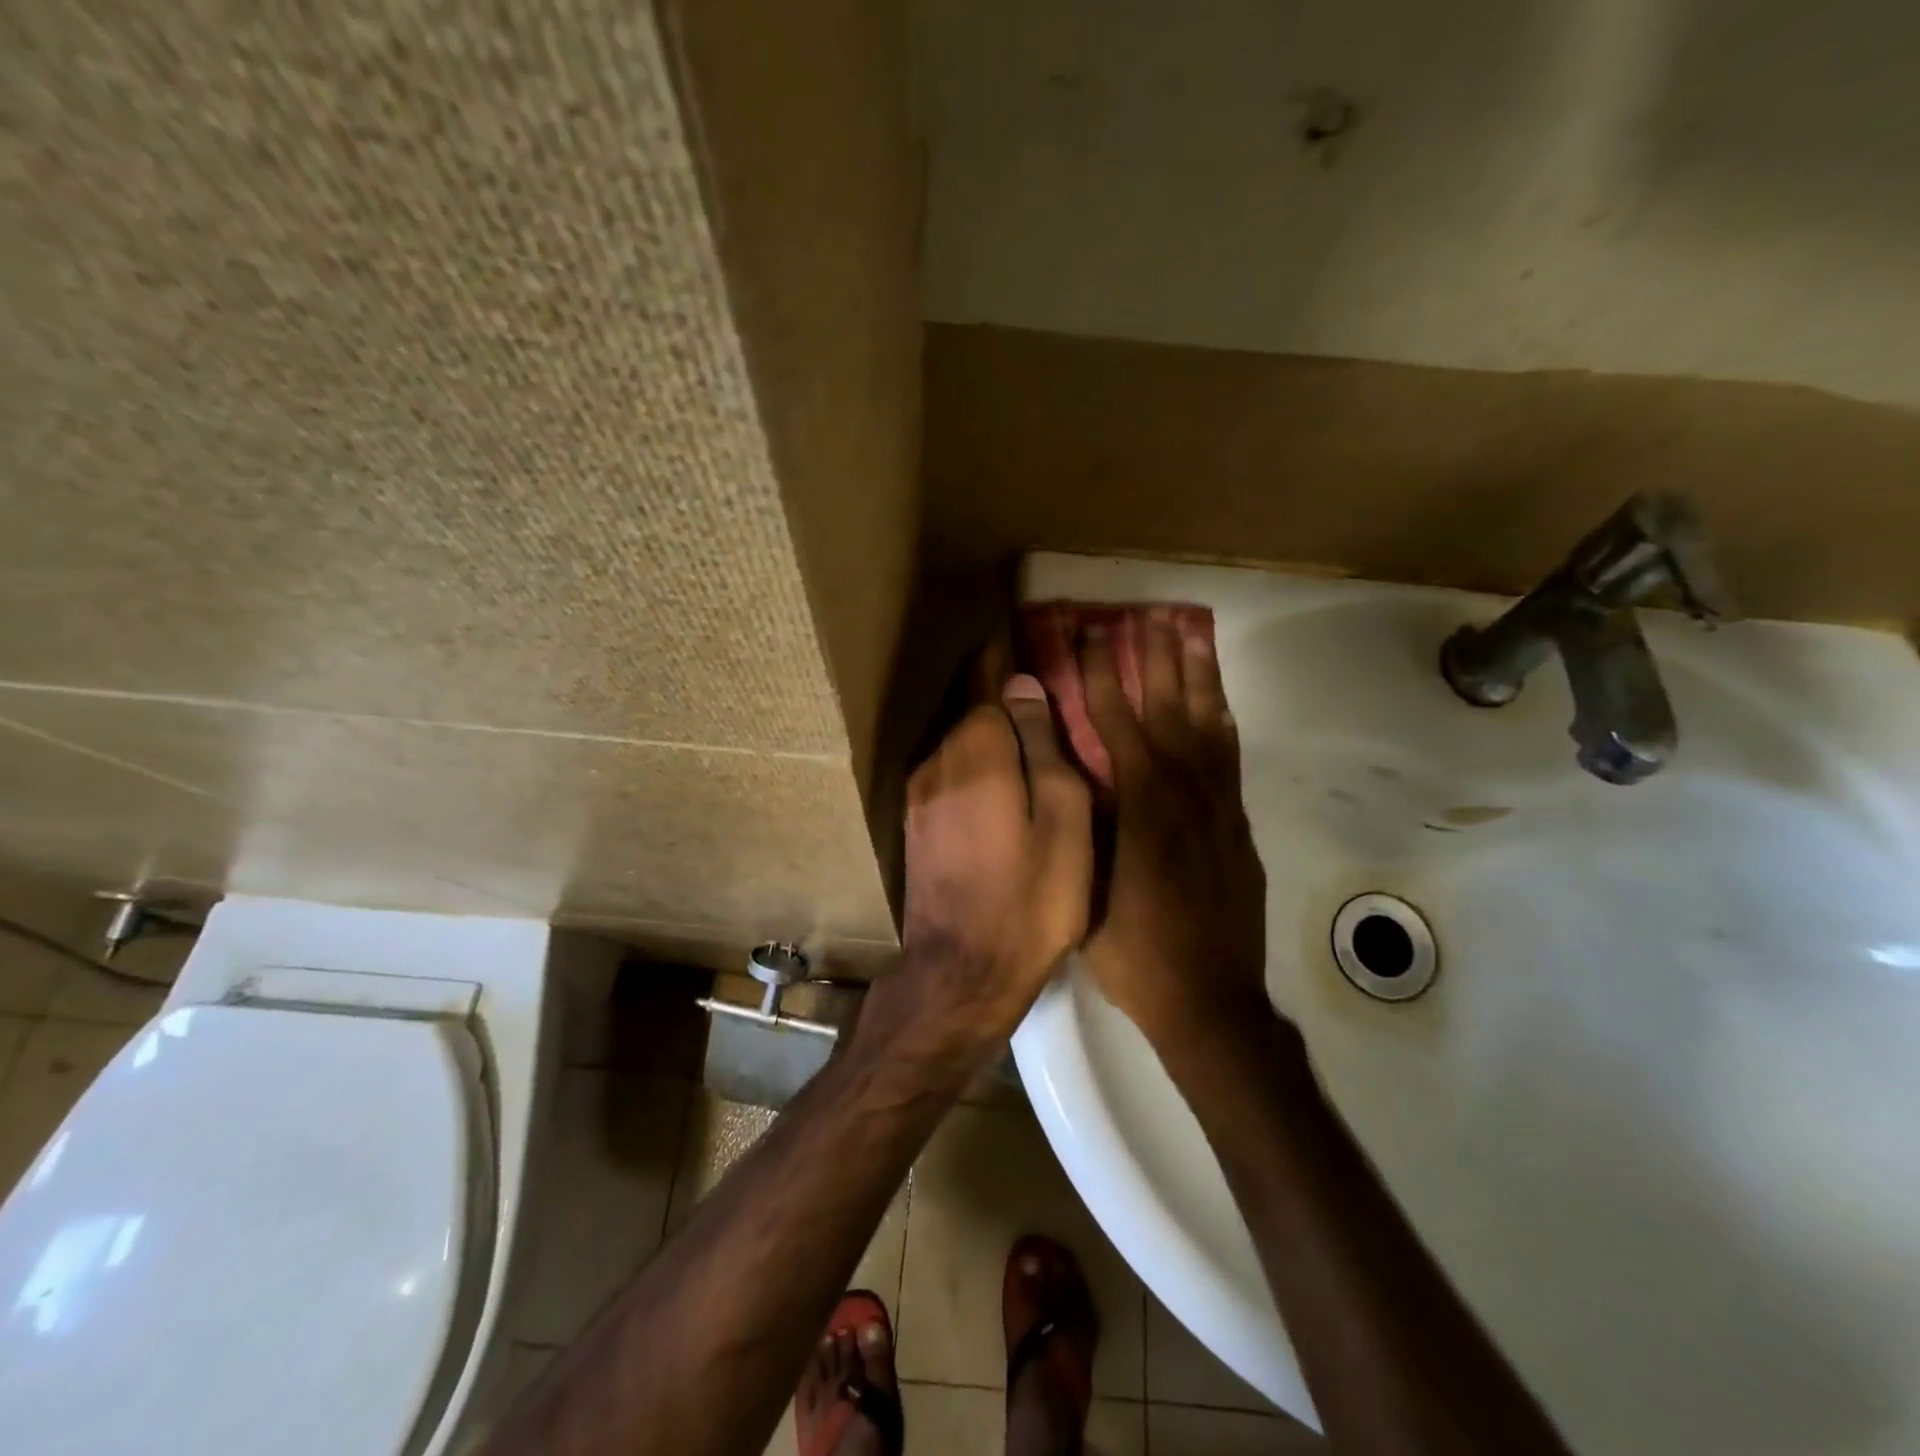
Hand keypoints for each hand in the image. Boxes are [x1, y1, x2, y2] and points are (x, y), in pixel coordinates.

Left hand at [873, 672, 1092, 1062]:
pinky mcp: (914, 824)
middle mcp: (936, 759)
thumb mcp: (1064, 818)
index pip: (987, 679)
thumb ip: (1044, 746)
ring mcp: (918, 793)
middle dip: (997, 687)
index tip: (1022, 630)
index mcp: (976, 749)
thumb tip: (1024, 687)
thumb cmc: (1031, 897)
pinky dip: (974, 760)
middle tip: (1035, 678)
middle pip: (968, 706)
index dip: (1005, 654)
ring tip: (1025, 727)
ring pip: (957, 741)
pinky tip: (1000, 776)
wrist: (962, 972)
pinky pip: (948, 771)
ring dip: (986, 728)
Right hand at [1079, 612, 1273, 1054]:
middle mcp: (1185, 791)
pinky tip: (1215, 701)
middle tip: (1144, 613)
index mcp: (1141, 803)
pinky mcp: (1237, 822)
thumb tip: (1070, 768)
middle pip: (1168, 707)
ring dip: (1196, 674)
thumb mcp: (1087, 886)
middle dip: (1153, 657)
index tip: (1092, 634)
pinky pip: (1230, 756)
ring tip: (1188, 632)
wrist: (1210, 999)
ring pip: (1208, 722)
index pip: (1116, 721)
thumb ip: (1083, 821)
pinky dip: (1221, 719)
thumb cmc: (1134, 950)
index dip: (1102, 674)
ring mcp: (1219, 805)